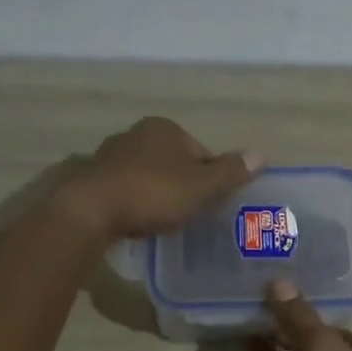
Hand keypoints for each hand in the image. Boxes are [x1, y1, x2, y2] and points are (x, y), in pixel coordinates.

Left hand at [60, 116, 261, 241]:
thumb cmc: (152, 193)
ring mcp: (110, 155)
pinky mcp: (92, 178)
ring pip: (148, 175)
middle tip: (190, 215)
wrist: (90, 211)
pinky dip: (134, 202)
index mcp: (164, 128)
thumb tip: (261, 155)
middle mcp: (136, 134)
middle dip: (183, 185)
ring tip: (163, 222)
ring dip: (157, 194)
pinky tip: (137, 222)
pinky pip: (125, 190)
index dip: (211, 178)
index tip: (212, 204)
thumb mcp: (201, 186)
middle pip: (173, 162)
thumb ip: (230, 172)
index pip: (200, 151)